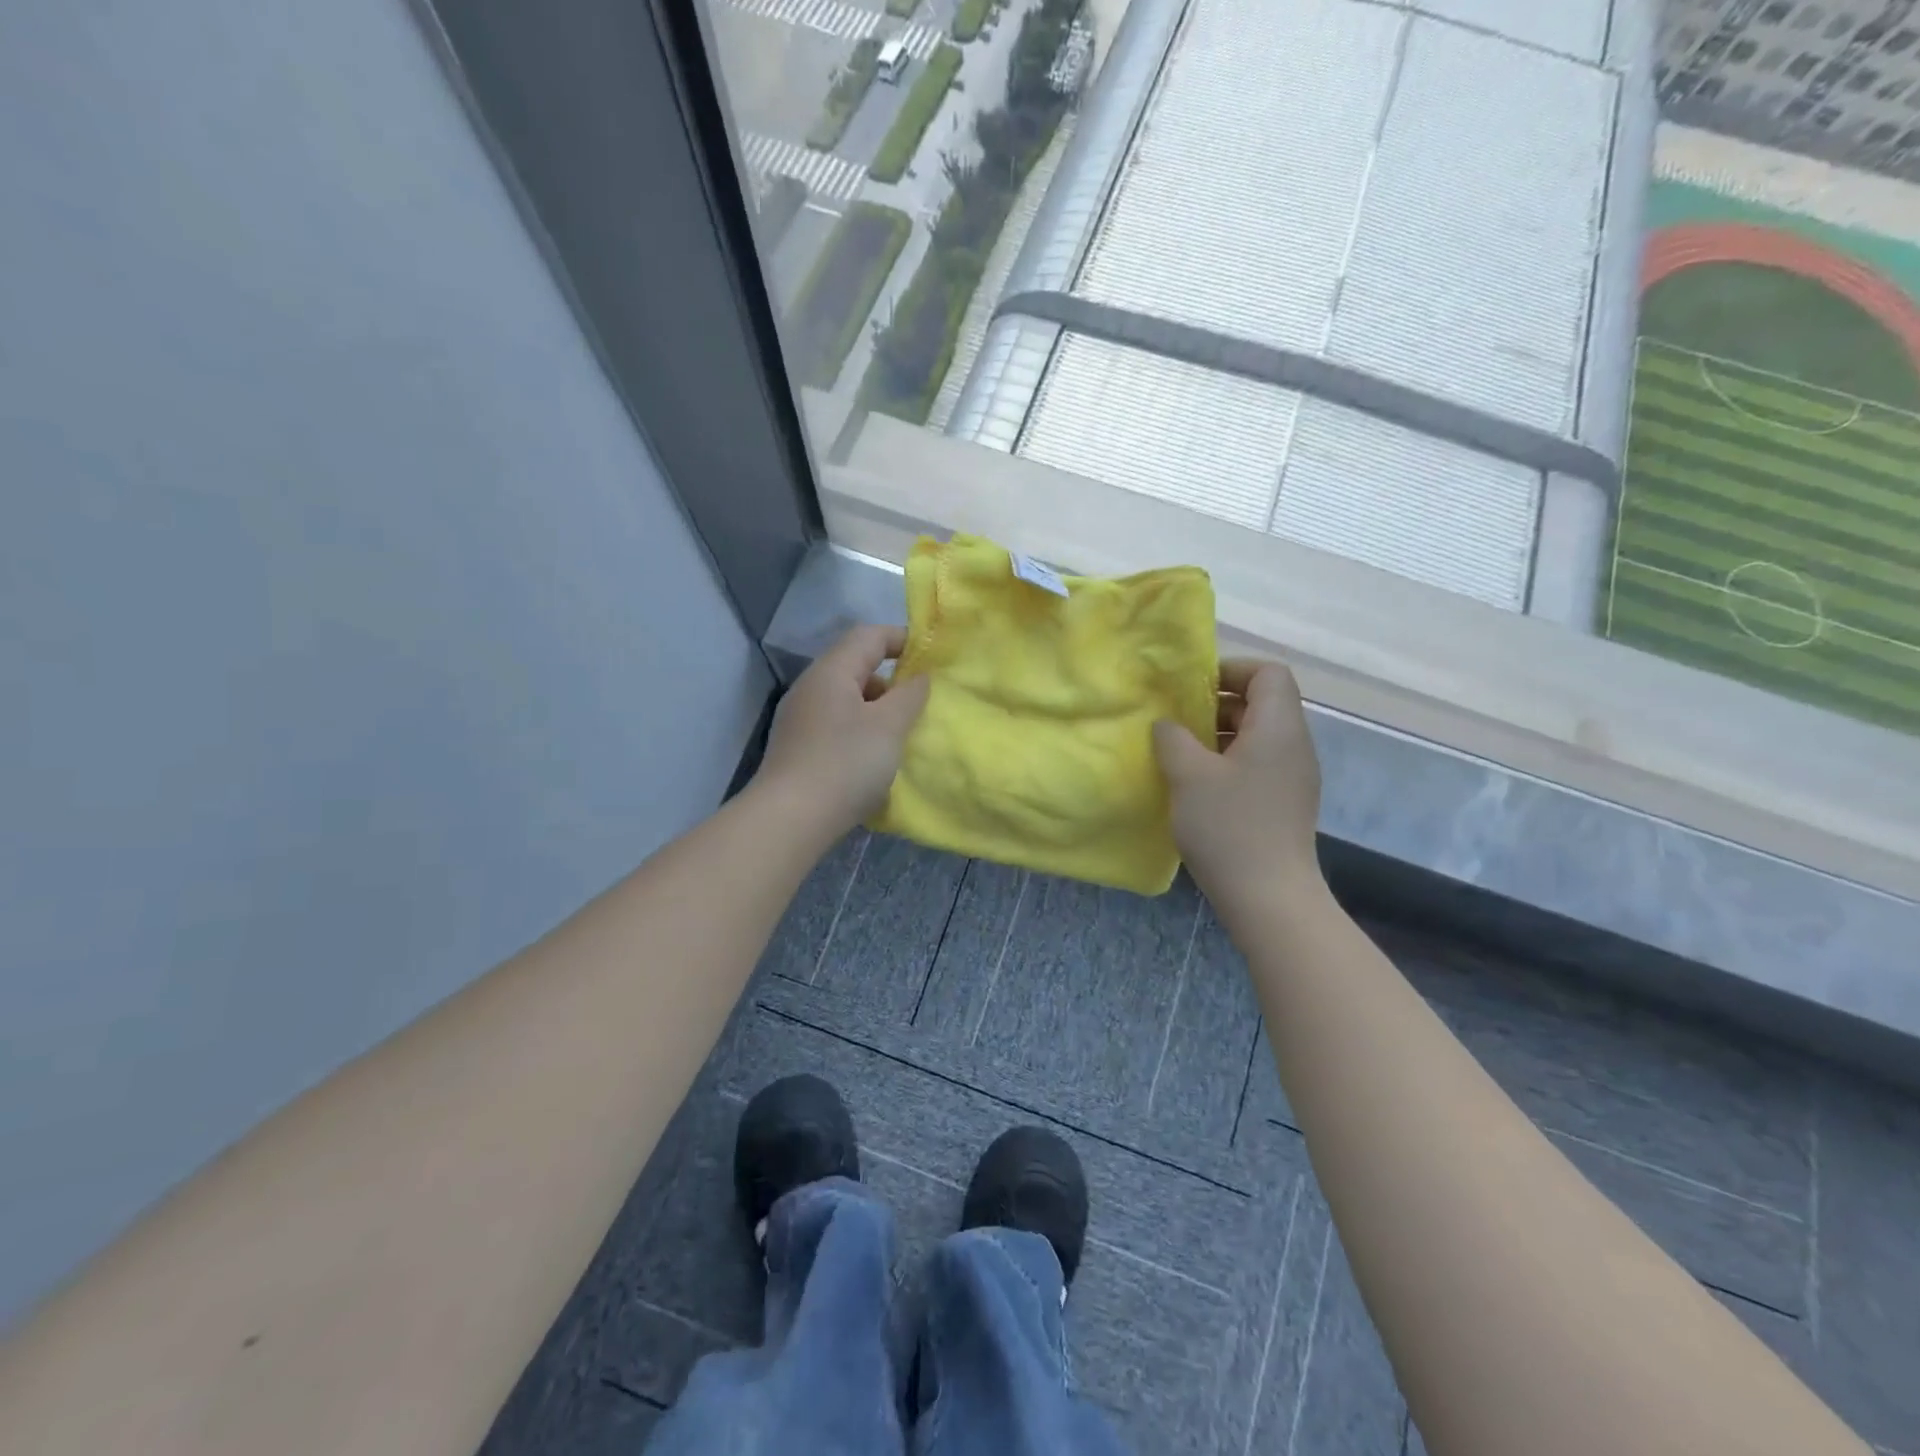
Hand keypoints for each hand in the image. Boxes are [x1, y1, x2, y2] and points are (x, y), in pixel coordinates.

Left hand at [757, 625, 930, 834]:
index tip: (932, 660)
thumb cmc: (845, 764)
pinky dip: (860, 731)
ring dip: (877, 710)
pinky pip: (836, 725)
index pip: (869, 636)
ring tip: (900, 735)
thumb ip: (910, 695)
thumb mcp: (889, 726)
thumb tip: (919, 677)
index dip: (902, 639)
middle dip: (891, 680)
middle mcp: (811, 688)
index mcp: (831, 672)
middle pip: (856, 666)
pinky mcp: (797, 748)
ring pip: (847, 699)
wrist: (790, 820)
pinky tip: (873, 759)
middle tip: (919, 704)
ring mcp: (800, 719)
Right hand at [1153, 659, 1323, 916]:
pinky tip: (1197, 785)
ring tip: (1179, 753)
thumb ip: (1172, 738)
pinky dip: (1227, 761)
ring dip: (1217, 735)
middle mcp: (1294, 745)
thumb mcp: (1188, 775)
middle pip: (1261, 702)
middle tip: (1175, 721)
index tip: (1192, 688)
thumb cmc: (1229, 827)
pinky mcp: (1284, 802)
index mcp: (1279, 728)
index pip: (1269, 672)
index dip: (1231, 669)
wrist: (1269, 897)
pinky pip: (1257, 763)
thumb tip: (1167, 724)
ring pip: (1256, 735)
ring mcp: (1292, 776)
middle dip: (1216, 703)